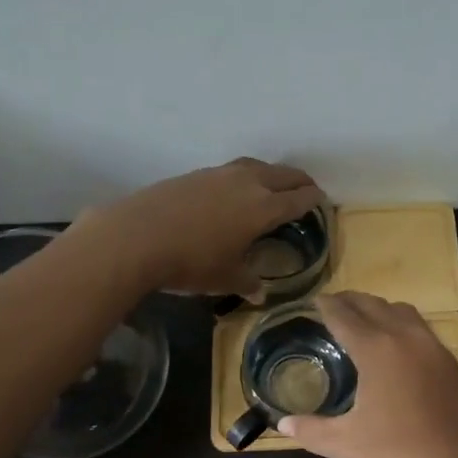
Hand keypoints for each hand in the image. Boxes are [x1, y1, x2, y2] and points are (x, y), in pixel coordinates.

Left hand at [75, 158, 326, 296]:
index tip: (322, 199)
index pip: (298, 199)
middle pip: (283, 175)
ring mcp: (219, 174)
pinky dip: (244, 176)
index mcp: (263, 208)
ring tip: (272, 184)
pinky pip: (231, 170)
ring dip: (271, 173)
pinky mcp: (195, 174)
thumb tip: (259, 291)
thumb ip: (247, 281)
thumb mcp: (224, 278)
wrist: (136, 237)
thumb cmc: (190, 262)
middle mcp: (247, 184)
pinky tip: (234, 190)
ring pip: (256, 166)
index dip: (313, 199)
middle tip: (306, 188)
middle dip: (298, 181)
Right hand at [277, 292, 457, 457]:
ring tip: (362, 320)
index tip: (312, 301)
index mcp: (376, 349)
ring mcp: (432, 347)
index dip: (326, 306)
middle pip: (373, 305)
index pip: (344, 316)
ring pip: (401, 311)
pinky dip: (400, 323)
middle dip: (350, 301)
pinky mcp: (450, 361)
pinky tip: (395, 346)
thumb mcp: (348, 445)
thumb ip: (312, 430)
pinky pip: (419, 327)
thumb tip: (282, 424)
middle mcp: (405, 337)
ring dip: (378, 308)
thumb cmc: (402, 454)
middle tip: (331, 307)